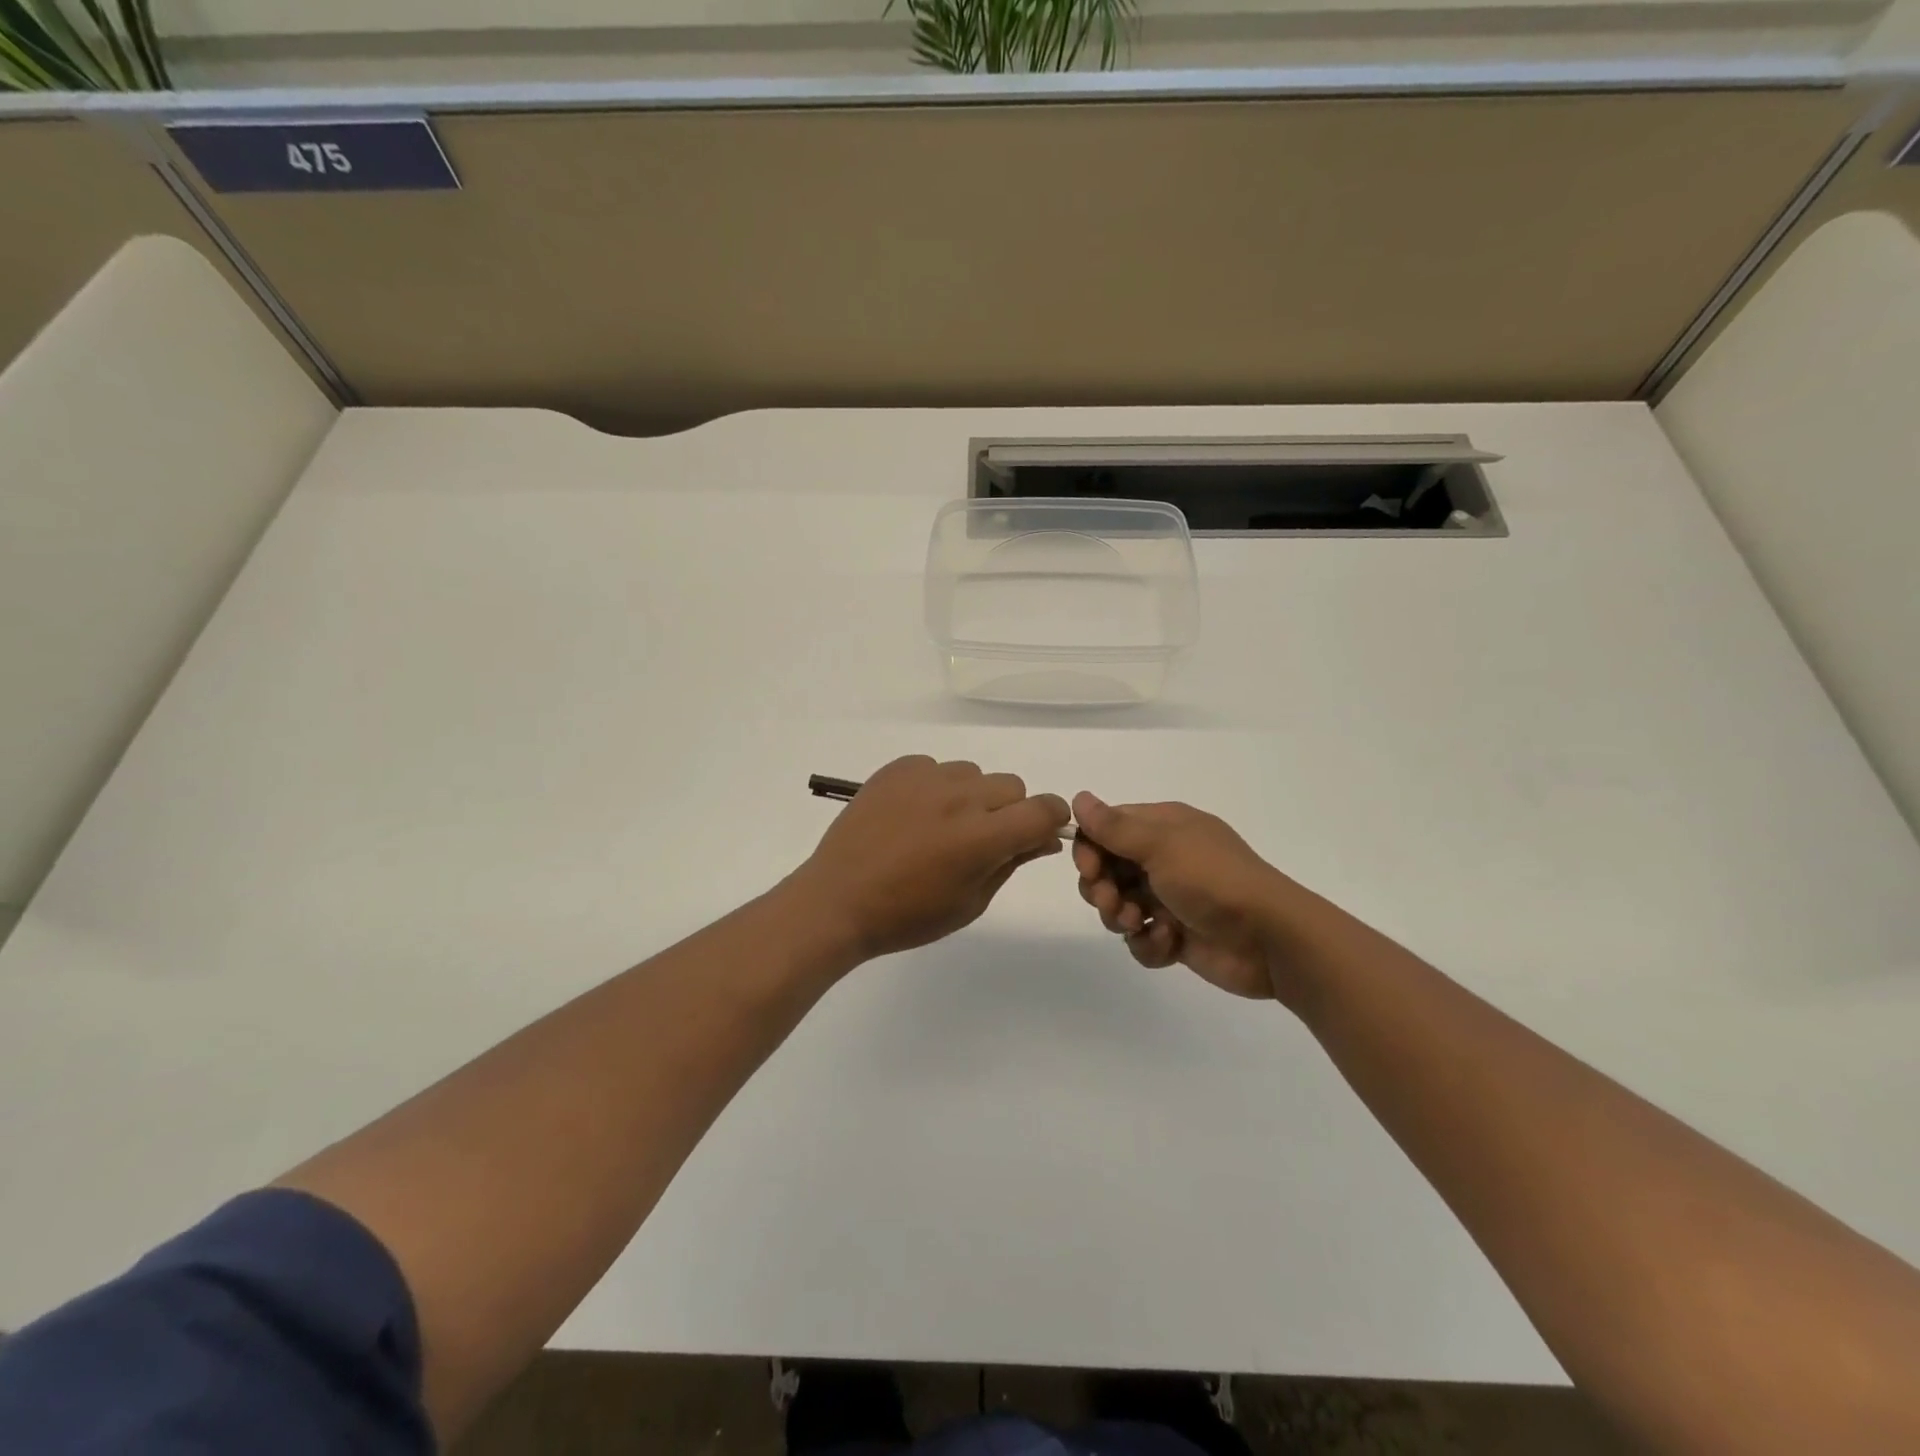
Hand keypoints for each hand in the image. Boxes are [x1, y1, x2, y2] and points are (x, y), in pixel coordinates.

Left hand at [793, 756, 1070, 960]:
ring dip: (971, 797)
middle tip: (980, 840)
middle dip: (1009, 811)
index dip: (1050, 820)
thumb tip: (1043, 838)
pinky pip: (935, 768)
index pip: (1043, 809)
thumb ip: (1011, 863)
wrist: (838, 900)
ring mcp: (926, 778)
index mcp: (982, 837)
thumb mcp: (970, 902)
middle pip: (1011, 786)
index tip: (1037, 834)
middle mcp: (960, 797)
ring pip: (974, 774)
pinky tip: (912, 815)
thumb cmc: (908, 915)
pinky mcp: (898, 769)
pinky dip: (935, 787)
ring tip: (940, 827)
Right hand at [1071, 793, 1290, 999]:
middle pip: (1107, 870)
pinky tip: (1168, 942)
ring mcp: (1170, 898)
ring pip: (1119, 906)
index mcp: (1164, 828)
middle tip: (1113, 902)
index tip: (1090, 869)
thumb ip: (1115, 827)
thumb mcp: (1162, 845)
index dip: (1090, 849)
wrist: (1270, 939)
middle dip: (1102, 889)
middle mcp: (1164, 859)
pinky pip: (1141, 938)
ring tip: (1141, 924)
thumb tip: (1078, 798)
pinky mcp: (1176, 935)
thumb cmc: (1214, 880)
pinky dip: (1148, 943)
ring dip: (1121, 917)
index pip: (1107, 829)